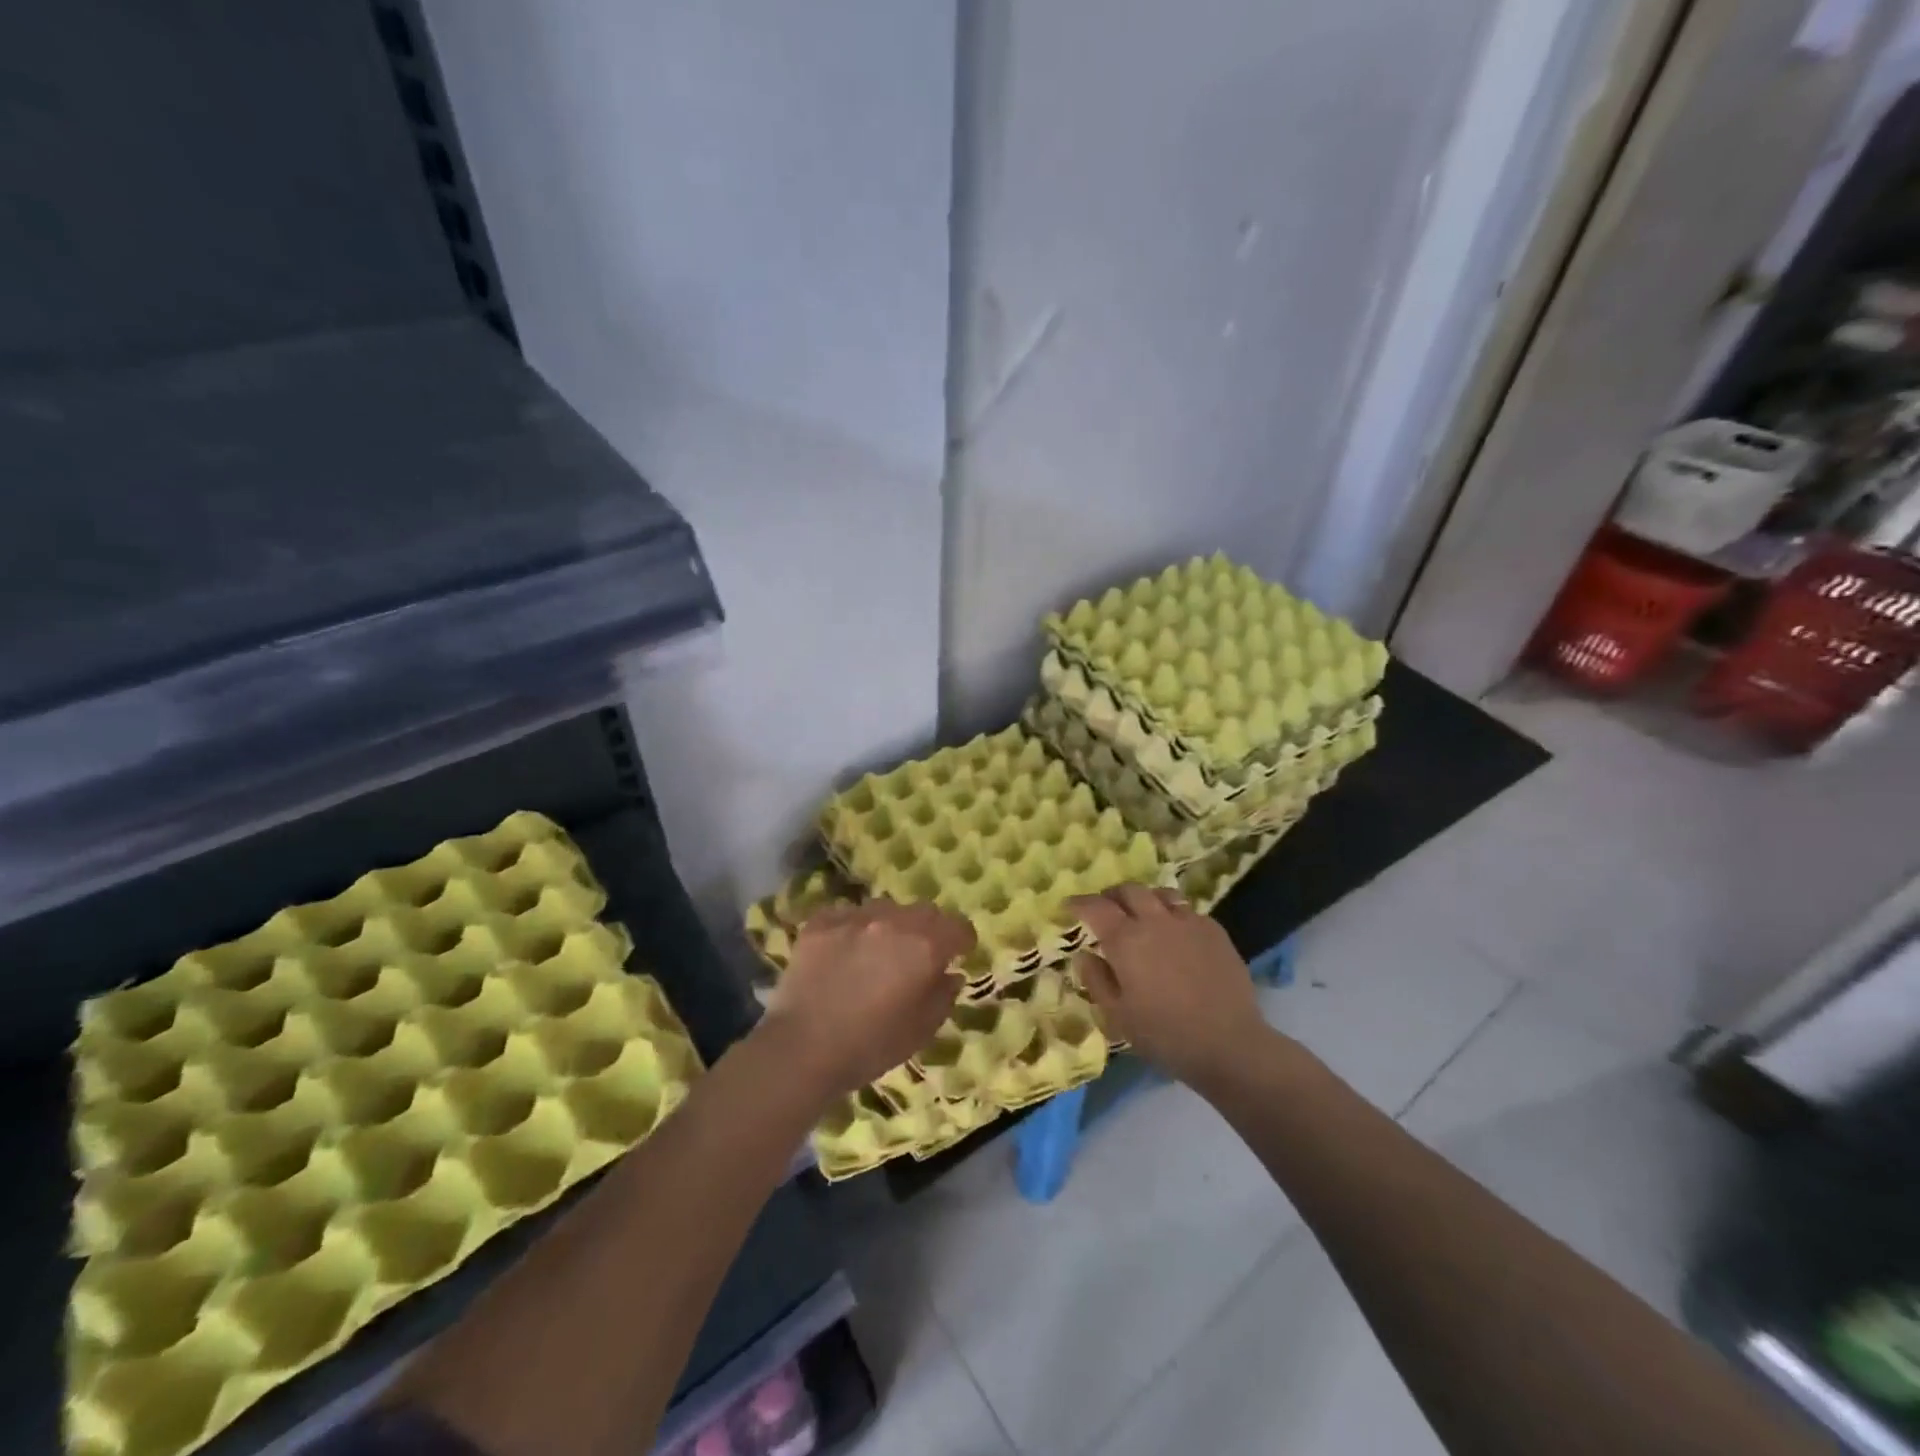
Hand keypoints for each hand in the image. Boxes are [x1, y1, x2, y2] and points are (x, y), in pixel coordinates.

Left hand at [757, 898, 972, 1100]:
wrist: (801, 1048)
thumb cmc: (870, 1046)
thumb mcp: (921, 1031)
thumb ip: (943, 996)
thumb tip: (950, 974)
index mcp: (925, 946)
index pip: (958, 926)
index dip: (962, 941)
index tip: (959, 954)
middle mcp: (894, 920)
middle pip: (923, 911)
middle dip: (929, 929)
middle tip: (919, 955)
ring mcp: (854, 916)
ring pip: (885, 909)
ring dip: (890, 926)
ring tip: (878, 952)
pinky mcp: (821, 921)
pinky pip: (847, 915)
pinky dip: (853, 929)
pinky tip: (843, 953)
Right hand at [1069, 884, 1277, 1086]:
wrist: (1229, 1044)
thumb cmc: (1164, 1035)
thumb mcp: (1118, 1015)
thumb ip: (1096, 980)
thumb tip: (1085, 954)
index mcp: (1126, 940)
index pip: (1096, 907)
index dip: (1079, 903)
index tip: (1069, 906)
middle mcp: (1155, 920)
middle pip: (1129, 890)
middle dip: (1112, 895)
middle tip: (1105, 909)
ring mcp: (1189, 922)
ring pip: (1161, 894)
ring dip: (1145, 899)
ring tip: (1141, 914)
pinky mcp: (1215, 931)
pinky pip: (1188, 911)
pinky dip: (1173, 914)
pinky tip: (1175, 934)